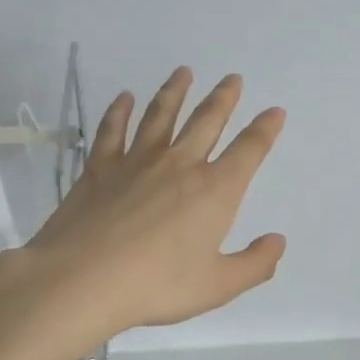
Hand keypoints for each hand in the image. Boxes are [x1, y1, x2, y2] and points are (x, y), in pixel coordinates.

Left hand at [0, 67, 285, 345]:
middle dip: (223, 98)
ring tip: (183, 72)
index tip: (275, 111)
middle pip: (206, 121)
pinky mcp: (100, 167)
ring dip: (175, 91)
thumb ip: (254, 264)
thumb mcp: (217, 286)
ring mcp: (137, 162)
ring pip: (161, 115)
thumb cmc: (156, 286)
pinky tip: (124, 98)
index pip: (248, 151)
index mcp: (215, 191)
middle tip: (233, 79)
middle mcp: (180, 165)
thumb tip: (278, 241)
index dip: (265, 129)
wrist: (81, 279)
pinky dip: (119, 111)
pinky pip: (112, 130)